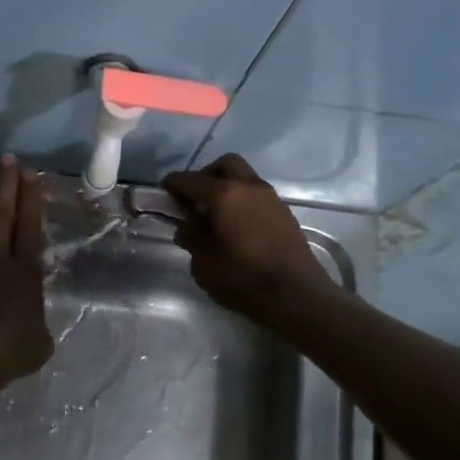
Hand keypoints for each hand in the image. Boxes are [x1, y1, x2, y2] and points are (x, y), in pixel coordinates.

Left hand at [0, 156, 52, 390]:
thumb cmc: (8, 350)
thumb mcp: (40, 343)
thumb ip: (37, 325)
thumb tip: (33, 324)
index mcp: (25, 272)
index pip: (30, 228)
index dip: (32, 200)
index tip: (31, 174)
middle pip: (2, 215)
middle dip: (6, 185)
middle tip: (7, 159)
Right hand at [162, 154, 333, 319]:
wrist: (296, 294)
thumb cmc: (243, 278)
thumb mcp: (204, 263)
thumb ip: (192, 239)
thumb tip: (187, 227)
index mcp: (224, 195)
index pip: (190, 180)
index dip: (173, 185)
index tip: (163, 195)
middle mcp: (248, 187)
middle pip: (224, 165)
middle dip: (205, 176)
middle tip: (194, 200)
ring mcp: (270, 198)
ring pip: (243, 177)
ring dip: (226, 188)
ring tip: (214, 216)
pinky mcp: (283, 212)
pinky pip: (256, 194)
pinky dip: (241, 201)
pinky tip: (235, 226)